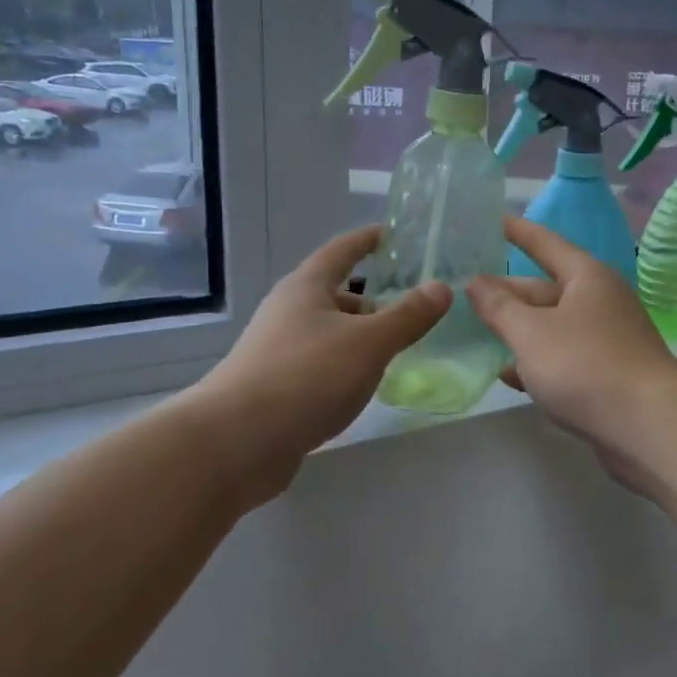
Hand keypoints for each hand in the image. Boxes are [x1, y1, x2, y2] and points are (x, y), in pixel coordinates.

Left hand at [196, 226, 448, 499]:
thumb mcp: (368, 343)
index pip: (342, 250)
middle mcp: (288, 312)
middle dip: (372, 299)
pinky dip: (345, 366)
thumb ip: (407, 316)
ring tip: (396, 351)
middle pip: (336, 294)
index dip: (369, 240)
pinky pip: (320, 364)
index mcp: (306, 288)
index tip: (394, 233)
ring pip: (329, 332)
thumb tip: (441, 287)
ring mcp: (278, 350)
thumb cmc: (306, 377)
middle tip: (412, 308)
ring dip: (360, 336)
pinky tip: (363, 386)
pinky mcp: (276, 387)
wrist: (236, 442)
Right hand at [466, 217, 676, 492]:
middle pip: (544, 288)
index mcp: (586, 277)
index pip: (544, 242)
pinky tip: (507, 375)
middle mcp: (599, 301)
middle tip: (463, 292)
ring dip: (517, 331)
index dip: (516, 231)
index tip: (490, 219)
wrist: (649, 426)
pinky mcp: (607, 374)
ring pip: (551, 326)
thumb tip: (476, 282)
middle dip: (506, 293)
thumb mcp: (531, 333)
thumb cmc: (585, 366)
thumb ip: (499, 307)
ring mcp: (606, 339)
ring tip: (476, 333)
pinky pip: (563, 358)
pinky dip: (536, 362)